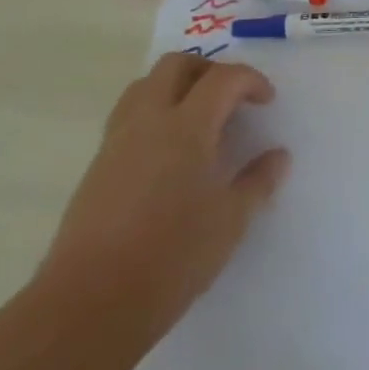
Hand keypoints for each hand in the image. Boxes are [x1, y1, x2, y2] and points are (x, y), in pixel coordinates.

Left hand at [38, 53, 289, 349]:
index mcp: (187, 126)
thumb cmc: (171, 257)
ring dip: (175, 86)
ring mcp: (117, 141)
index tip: (267, 101)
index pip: (224, 79)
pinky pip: (128, 116)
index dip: (251, 80)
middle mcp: (149, 120)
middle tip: (230, 97)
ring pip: (145, 85)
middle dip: (209, 69)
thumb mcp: (230, 222)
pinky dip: (153, 114)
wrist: (89, 304)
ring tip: (197, 117)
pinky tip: (167, 153)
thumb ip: (257, 182)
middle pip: (176, 65)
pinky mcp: (96, 166)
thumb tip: (279, 156)